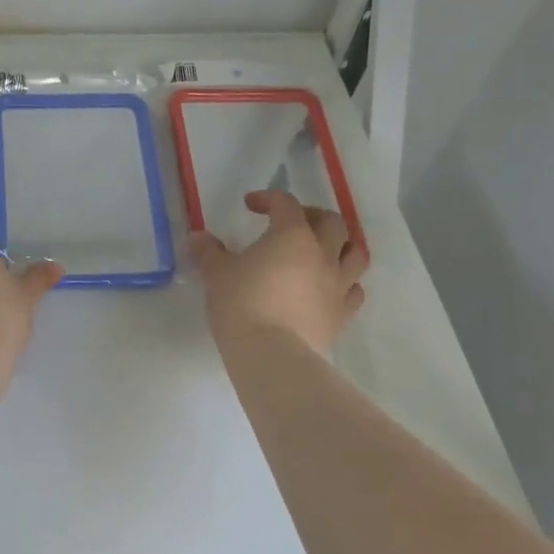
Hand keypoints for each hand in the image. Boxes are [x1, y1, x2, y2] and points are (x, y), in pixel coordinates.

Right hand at [189, 191, 368, 353]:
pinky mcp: (342, 314)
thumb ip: (209, 252)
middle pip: (331, 222)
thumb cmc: (241, 305)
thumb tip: (198, 237)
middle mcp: (322, 254)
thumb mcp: (216, 274)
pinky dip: (346, 282)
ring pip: (354, 253)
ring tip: (322, 250)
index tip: (250, 205)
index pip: (286, 204)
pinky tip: (330, 287)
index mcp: (292, 236)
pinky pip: (354, 290)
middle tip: (291, 223)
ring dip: (341, 245)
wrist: (271, 354)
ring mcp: (338, 285)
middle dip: (311, 215)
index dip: (268, 198)